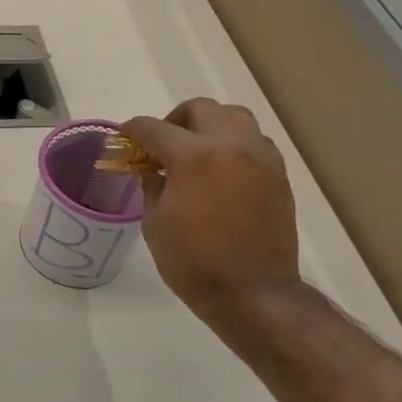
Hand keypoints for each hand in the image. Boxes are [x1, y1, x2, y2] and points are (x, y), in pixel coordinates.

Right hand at [121, 99, 300, 325]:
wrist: (252, 292)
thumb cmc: (192, 261)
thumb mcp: (155, 223)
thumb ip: (153, 187)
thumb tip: (154, 171)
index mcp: (193, 157)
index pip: (154, 128)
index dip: (132, 130)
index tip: (123, 137)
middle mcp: (231, 146)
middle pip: (201, 109)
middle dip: (175, 120)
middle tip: (162, 145)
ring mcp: (260, 158)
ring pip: (234, 118)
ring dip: (210, 127)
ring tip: (196, 153)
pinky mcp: (278, 175)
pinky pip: (254, 142)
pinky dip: (234, 145)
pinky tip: (221, 172)